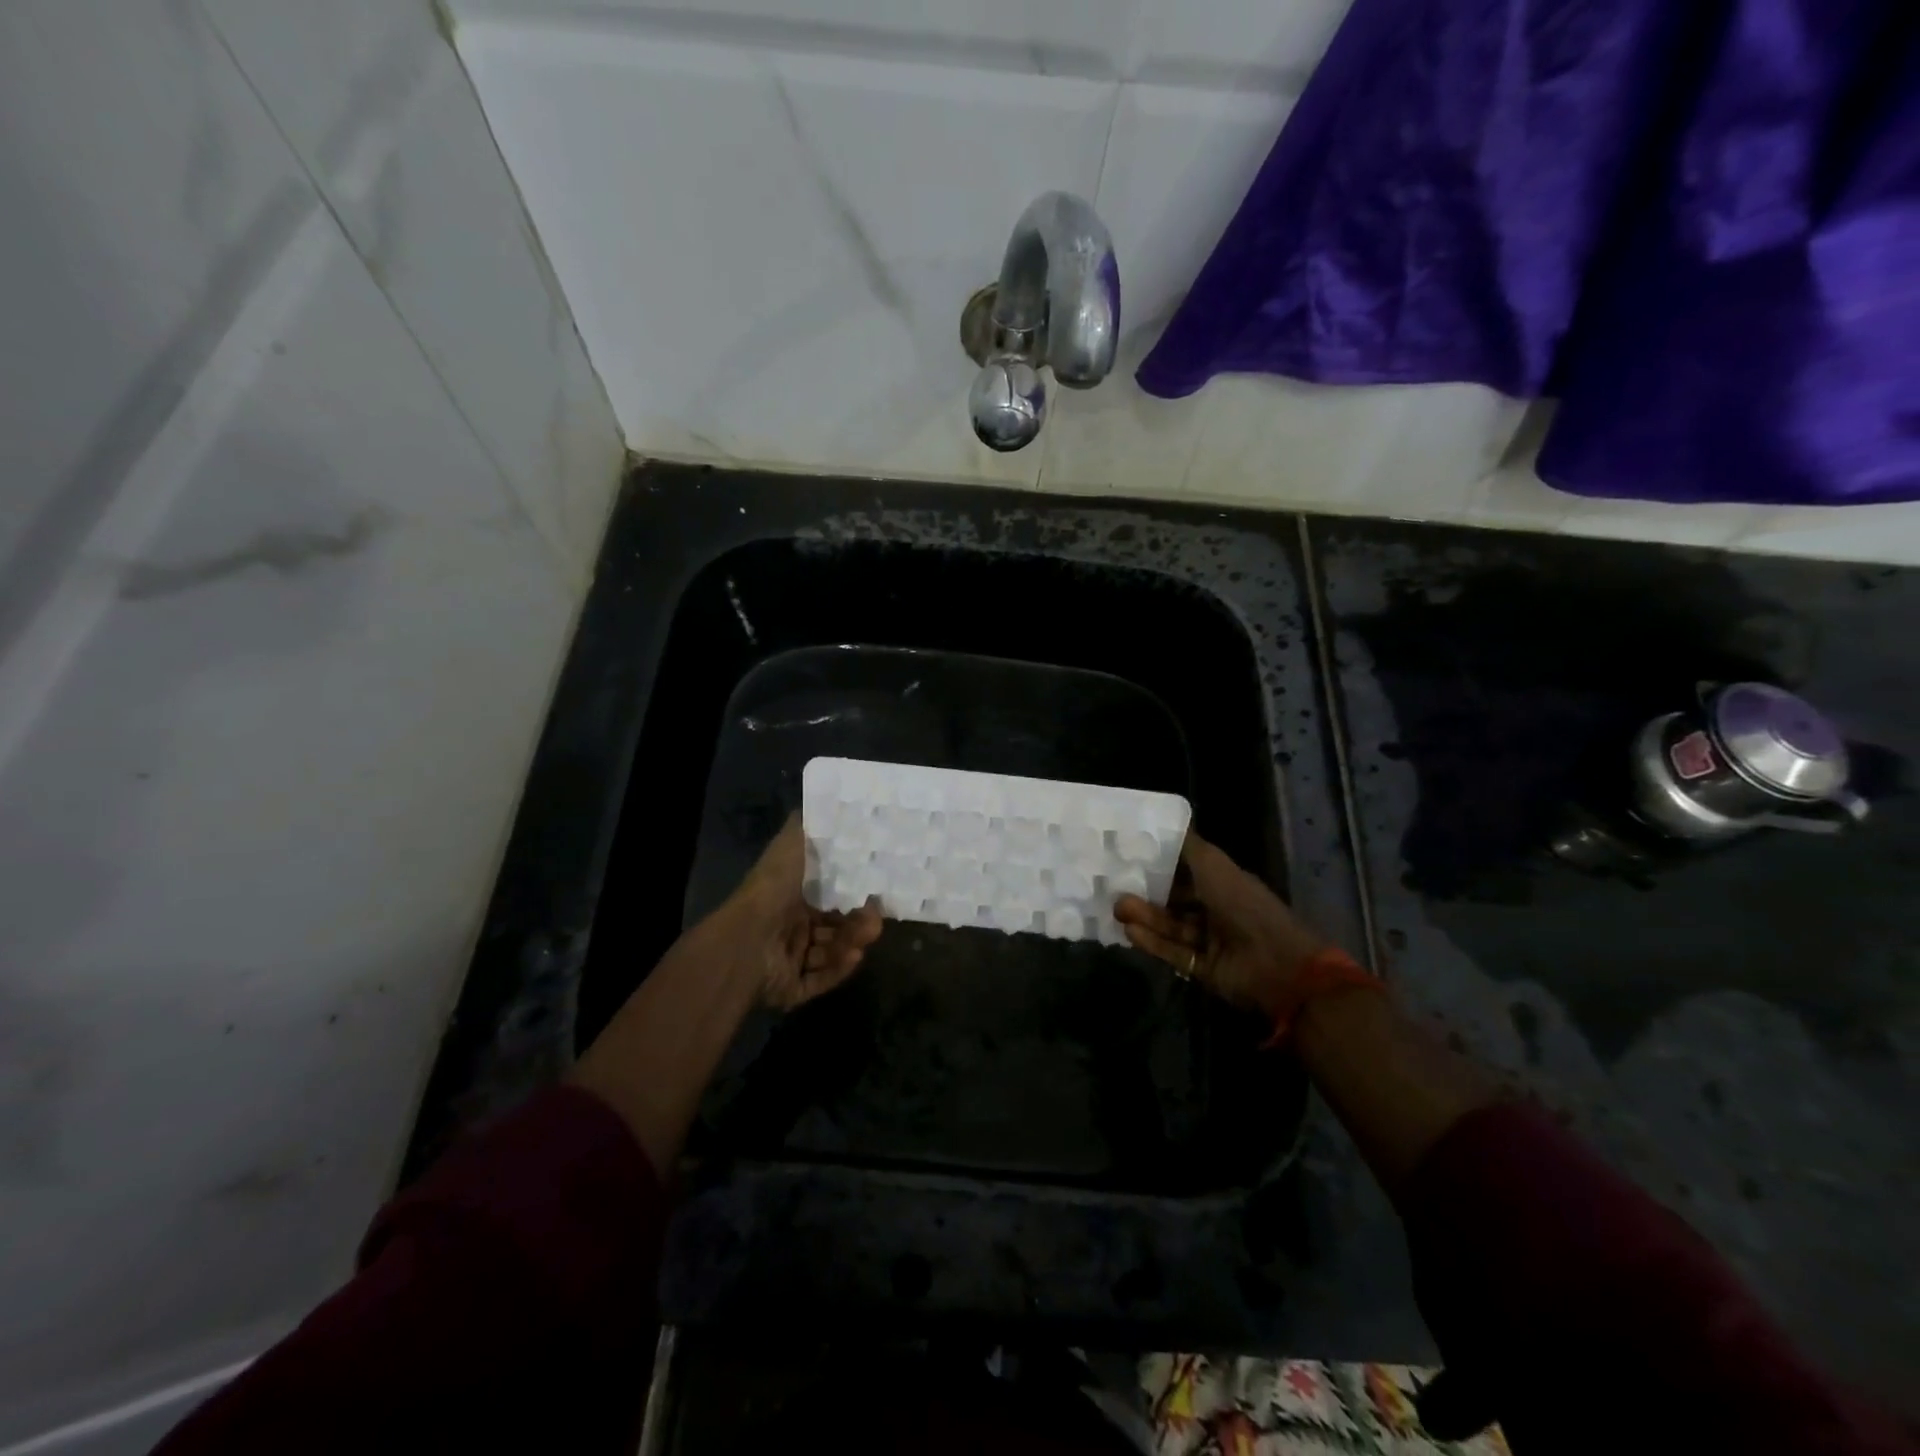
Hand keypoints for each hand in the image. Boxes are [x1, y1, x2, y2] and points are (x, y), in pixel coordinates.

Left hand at [723, 816, 883, 1010]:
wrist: (745, 941)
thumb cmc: (771, 891)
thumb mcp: (790, 846)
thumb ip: (806, 828)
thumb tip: (823, 804)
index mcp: (789, 898)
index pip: (827, 898)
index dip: (851, 896)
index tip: (875, 894)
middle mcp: (789, 928)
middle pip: (833, 927)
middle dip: (857, 923)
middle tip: (876, 921)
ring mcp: (789, 960)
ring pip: (830, 953)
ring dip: (850, 944)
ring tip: (865, 938)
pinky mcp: (791, 989)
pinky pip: (820, 980)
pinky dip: (837, 970)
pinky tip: (853, 957)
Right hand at [1113, 831, 1327, 1019]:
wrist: (1275, 962)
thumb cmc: (1243, 904)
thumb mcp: (1213, 864)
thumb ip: (1188, 845)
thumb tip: (1169, 820)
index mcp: (1224, 883)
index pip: (1186, 872)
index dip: (1159, 866)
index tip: (1128, 858)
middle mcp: (1217, 910)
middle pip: (1174, 901)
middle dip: (1146, 895)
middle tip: (1114, 888)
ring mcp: (1210, 941)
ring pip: (1171, 926)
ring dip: (1145, 917)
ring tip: (1117, 909)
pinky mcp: (1204, 968)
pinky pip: (1174, 952)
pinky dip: (1153, 943)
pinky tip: (1130, 932)